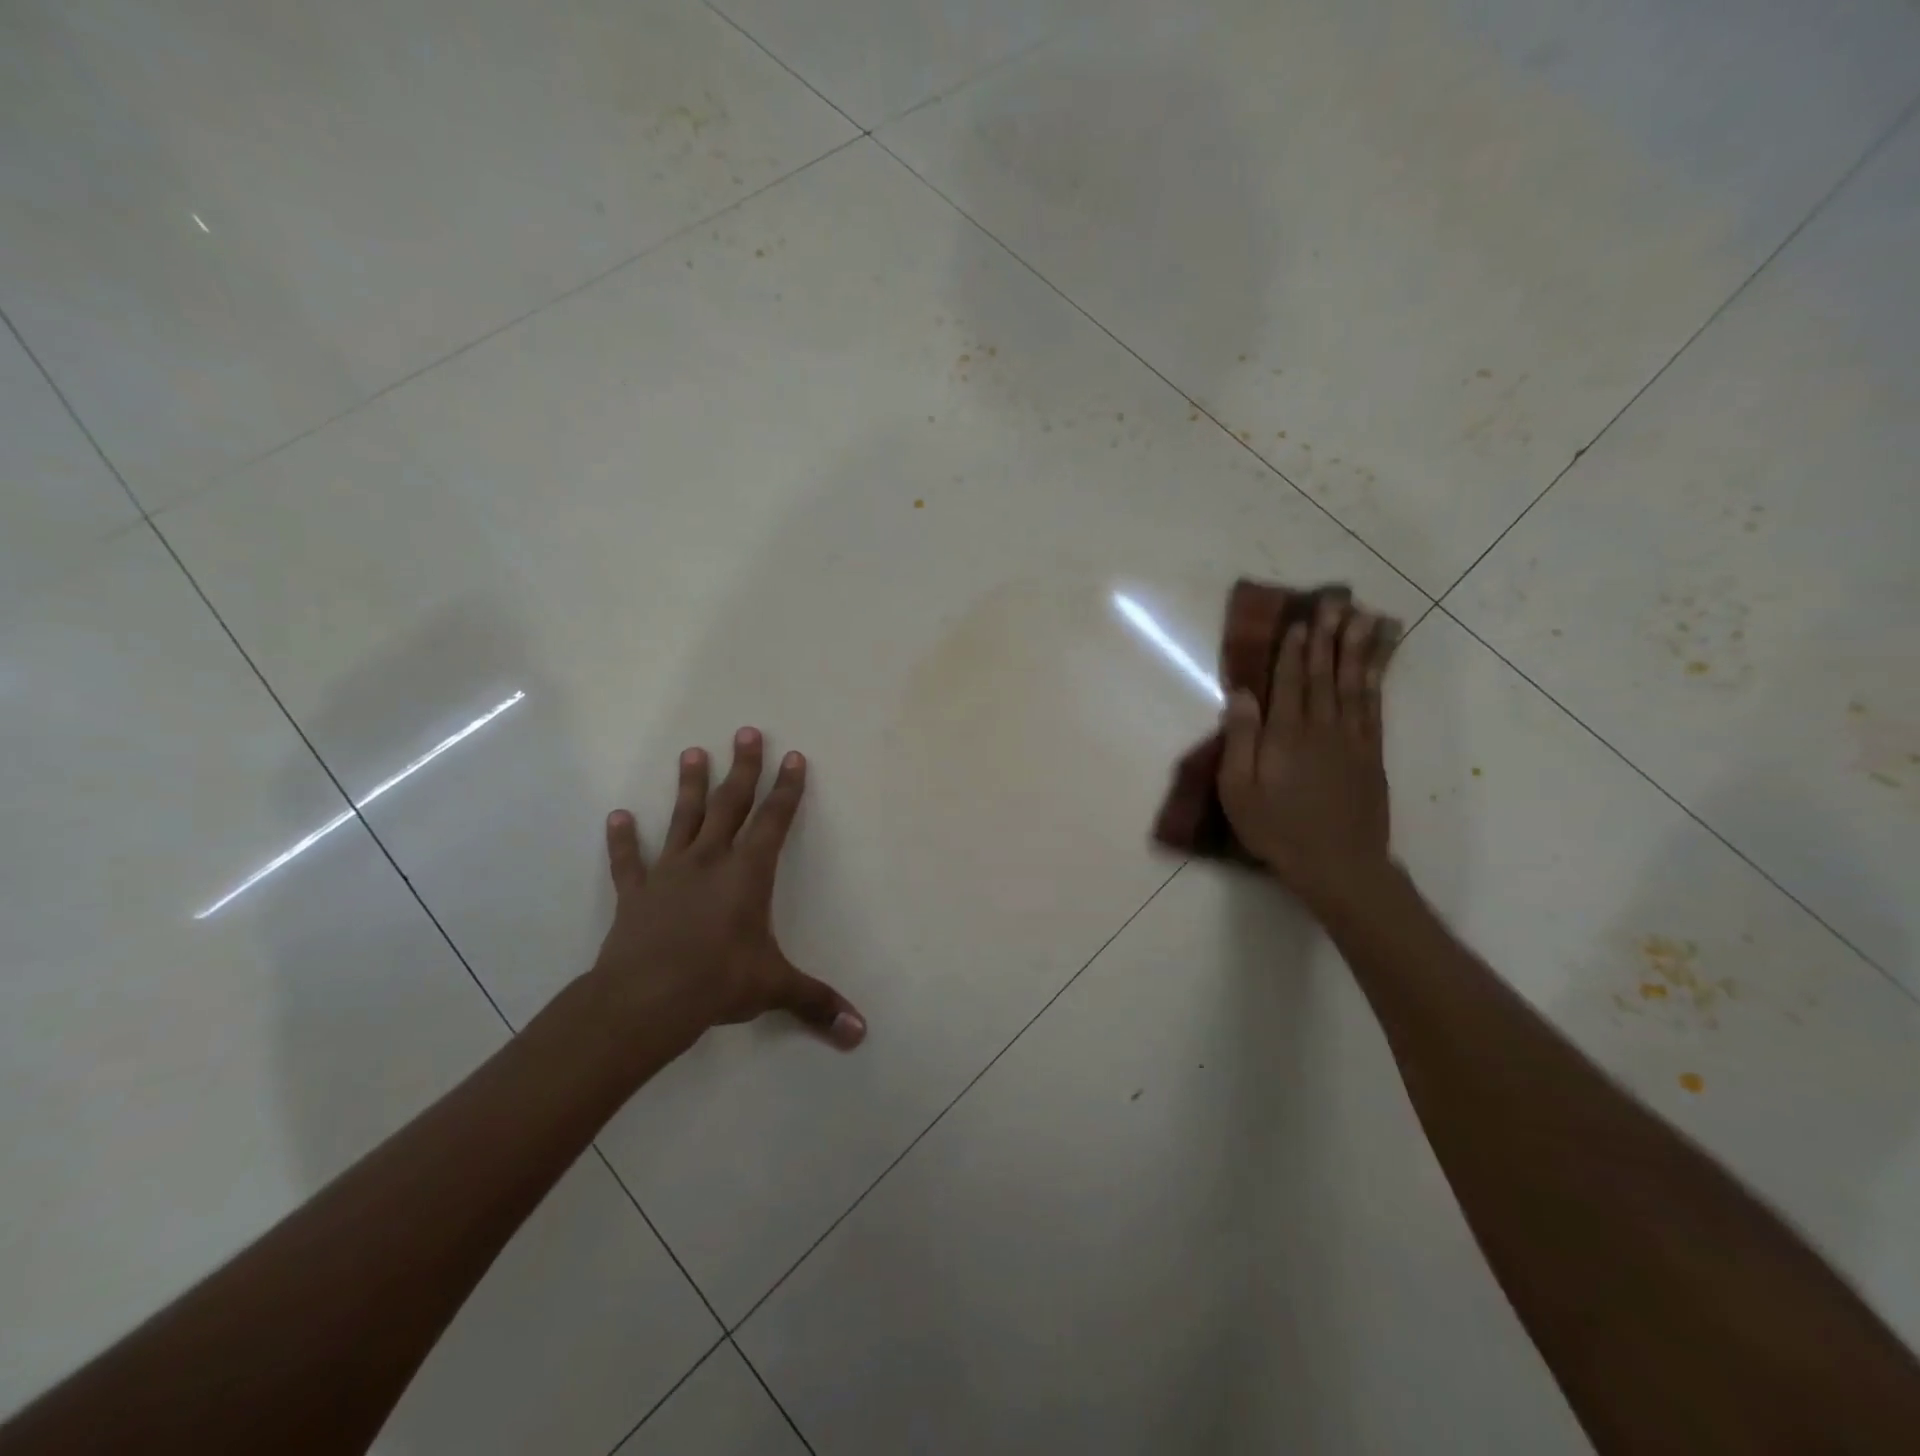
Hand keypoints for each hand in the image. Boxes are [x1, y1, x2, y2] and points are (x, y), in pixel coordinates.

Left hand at [594, 728, 866, 1050]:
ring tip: (691, 752)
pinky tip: (618, 817)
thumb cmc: (718, 982)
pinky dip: (623, 840)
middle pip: (730, 805)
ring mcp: (670, 873)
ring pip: (683, 819)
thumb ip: (817, 1003)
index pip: (774, 821)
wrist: (645, 1000)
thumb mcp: (774, 989)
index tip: (794, 757)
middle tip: (747, 732)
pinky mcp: (636, 894)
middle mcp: (710, 861)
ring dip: (689, 786)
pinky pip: (629, 861)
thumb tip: (861, 1033)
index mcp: (748, 874)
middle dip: (743, 769)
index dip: (787, 789)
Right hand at [1218, 598, 1398, 914]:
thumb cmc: (1277, 830)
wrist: (1338, 864)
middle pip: (1326, 673)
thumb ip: (1241, 740)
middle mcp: (1322, 728)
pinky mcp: (1372, 753)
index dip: (1294, 650)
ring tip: (1366, 617)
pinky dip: (1378, 678)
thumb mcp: (1239, 791)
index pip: (1290, 682)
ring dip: (1359, 648)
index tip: (1299, 621)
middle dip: (1329, 636)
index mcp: (1286, 736)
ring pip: (1356, 683)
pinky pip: (1375, 705)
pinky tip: (1378, 661)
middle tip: (1336, 601)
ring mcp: (1353, 739)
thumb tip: (1242, 695)